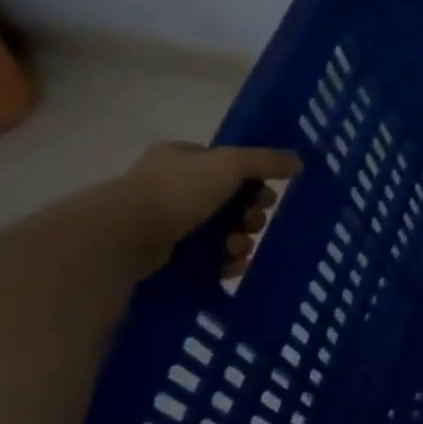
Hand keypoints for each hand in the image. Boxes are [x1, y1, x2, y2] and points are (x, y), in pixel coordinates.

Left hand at [115, 142, 302, 277]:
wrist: (122, 237)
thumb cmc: (176, 191)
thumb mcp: (231, 164)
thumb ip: (267, 160)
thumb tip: (299, 161)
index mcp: (181, 158)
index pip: (228, 165)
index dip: (254, 179)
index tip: (269, 193)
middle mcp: (171, 186)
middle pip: (230, 201)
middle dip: (250, 215)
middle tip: (253, 223)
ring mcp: (165, 221)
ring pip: (221, 230)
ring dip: (240, 240)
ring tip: (239, 249)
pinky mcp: (162, 254)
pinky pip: (206, 256)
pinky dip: (224, 261)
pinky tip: (232, 266)